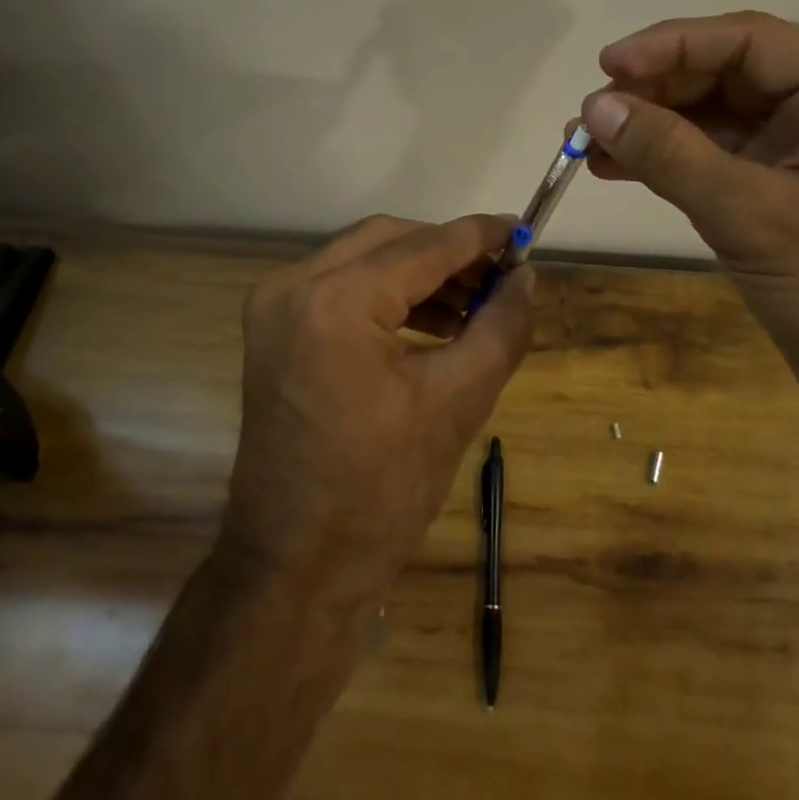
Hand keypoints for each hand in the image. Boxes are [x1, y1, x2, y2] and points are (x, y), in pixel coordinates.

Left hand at [220, 214, 534, 600]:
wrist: (294, 569)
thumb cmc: (380, 492)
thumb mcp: (458, 402)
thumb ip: (501, 326)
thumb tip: (525, 275)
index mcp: (335, 301)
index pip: (423, 247)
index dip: (479, 235)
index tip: (522, 230)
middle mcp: (293, 287)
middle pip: (388, 240)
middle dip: (449, 252)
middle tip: (500, 274)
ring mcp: (274, 307)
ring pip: (364, 259)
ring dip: (420, 273)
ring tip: (475, 303)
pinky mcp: (273, 330)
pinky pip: (341, 287)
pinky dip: (388, 295)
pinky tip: (433, 321)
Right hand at [578, 12, 798, 442]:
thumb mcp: (753, 218)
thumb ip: (672, 156)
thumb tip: (596, 108)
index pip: (748, 40)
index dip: (672, 45)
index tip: (608, 67)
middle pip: (724, 72)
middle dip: (654, 89)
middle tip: (590, 113)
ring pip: (710, 113)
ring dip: (649, 123)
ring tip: (586, 140)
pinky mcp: (776, 188)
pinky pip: (709, 154)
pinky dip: (662, 158)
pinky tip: (613, 167)